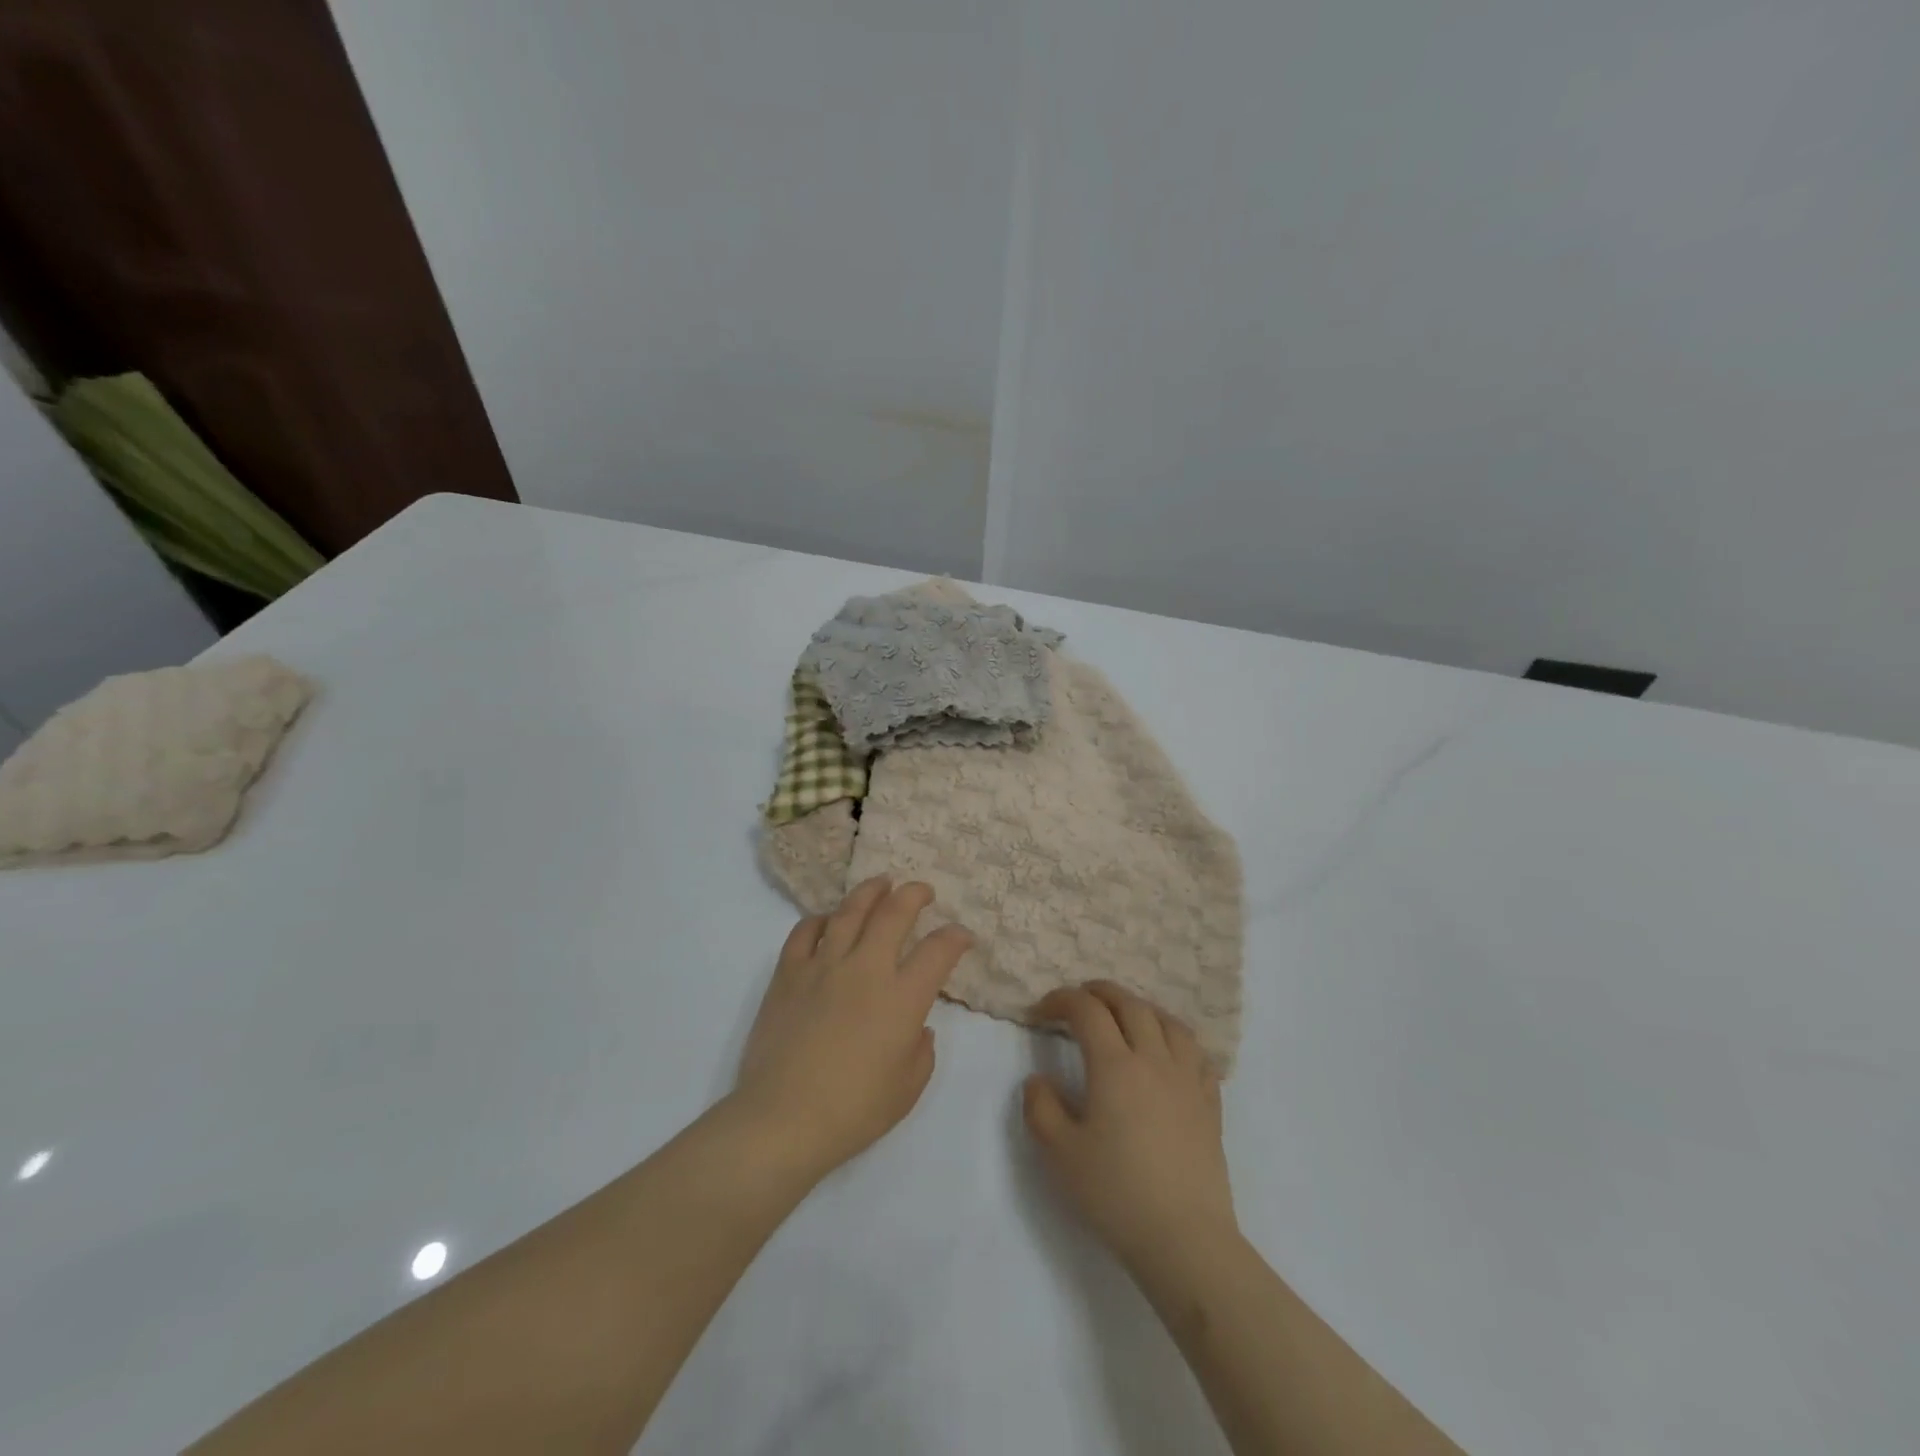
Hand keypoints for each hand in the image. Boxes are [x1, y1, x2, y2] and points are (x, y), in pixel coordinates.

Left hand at [732, 876, 972, 1183]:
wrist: (783, 1120)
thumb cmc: (853, 1111)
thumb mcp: (908, 1088)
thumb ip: (921, 1049)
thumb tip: (916, 1026)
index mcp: (902, 998)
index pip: (938, 951)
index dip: (956, 937)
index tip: (962, 935)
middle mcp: (866, 969)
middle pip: (894, 913)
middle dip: (914, 894)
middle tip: (922, 890)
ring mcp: (824, 966)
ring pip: (849, 911)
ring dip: (870, 892)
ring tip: (881, 883)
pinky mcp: (789, 974)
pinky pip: (805, 931)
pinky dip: (820, 919)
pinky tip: (828, 920)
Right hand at [1023, 981, 1238, 1276]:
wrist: (1185, 1239)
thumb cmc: (1116, 1193)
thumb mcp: (1059, 1153)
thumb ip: (1040, 1107)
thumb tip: (1038, 1079)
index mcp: (1114, 1065)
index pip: (1087, 1011)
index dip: (1061, 1001)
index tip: (1041, 1012)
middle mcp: (1153, 1059)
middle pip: (1129, 1004)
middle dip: (1100, 993)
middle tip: (1080, 999)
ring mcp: (1187, 1079)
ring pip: (1168, 1021)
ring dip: (1141, 1008)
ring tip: (1125, 1016)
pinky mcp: (1209, 1103)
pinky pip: (1196, 1053)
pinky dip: (1176, 1039)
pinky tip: (1168, 1052)